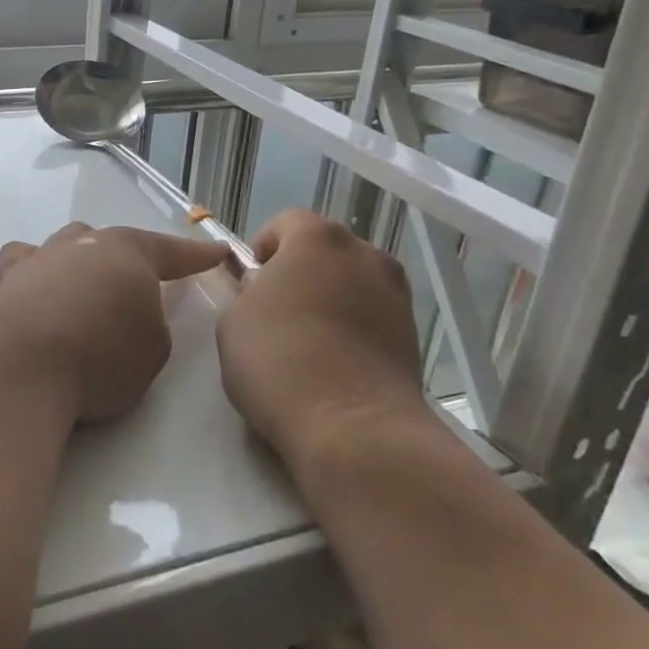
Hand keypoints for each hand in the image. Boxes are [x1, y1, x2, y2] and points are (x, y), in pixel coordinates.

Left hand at [0, 223, 229, 422]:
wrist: (21, 364)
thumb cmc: (100, 356)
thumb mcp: (152, 350)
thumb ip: (150, 325)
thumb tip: (129, 318)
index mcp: (127, 253)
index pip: (171, 251)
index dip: (196, 255)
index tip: (217, 251)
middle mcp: (80, 245)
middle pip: (107, 241)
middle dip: (122, 259)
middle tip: (131, 284)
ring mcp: (36, 258)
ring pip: (61, 246)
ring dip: (74, 263)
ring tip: (78, 287)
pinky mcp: (2, 282)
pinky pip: (20, 269)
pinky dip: (30, 279)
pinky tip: (29, 296)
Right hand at [216, 209, 429, 467]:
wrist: (353, 427)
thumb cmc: (278, 360)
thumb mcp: (234, 321)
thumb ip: (247, 294)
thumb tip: (266, 290)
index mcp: (318, 239)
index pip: (288, 221)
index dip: (265, 246)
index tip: (252, 281)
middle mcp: (365, 256)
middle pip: (326, 251)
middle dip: (302, 272)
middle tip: (277, 310)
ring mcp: (397, 296)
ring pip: (353, 284)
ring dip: (332, 300)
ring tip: (308, 342)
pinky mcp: (414, 337)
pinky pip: (373, 318)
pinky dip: (355, 330)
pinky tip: (334, 365)